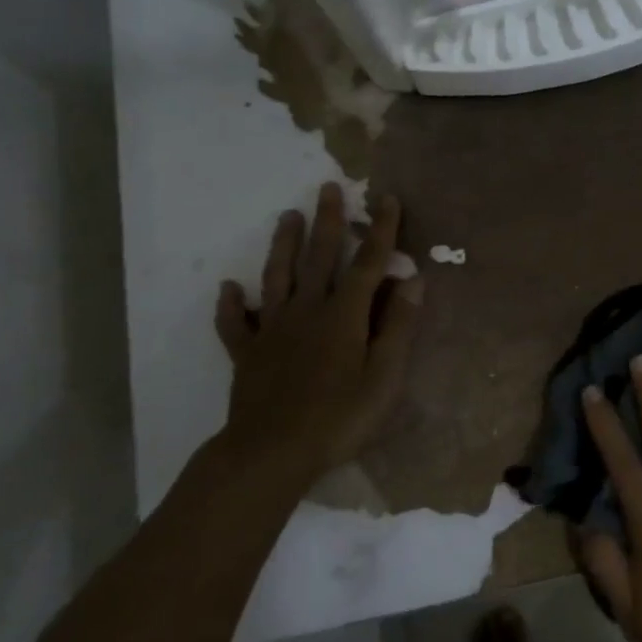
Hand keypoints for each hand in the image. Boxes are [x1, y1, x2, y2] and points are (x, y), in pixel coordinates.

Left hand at [212, 182, 422, 488]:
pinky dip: (231, 304)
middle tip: (327, 187)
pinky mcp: (247, 353)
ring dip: (283, 245)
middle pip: (318, 258)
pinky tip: (228, 288)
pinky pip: (236, 323)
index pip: (367, 263)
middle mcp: (307, 311)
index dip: (379, 231)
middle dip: (326, 221)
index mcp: (344, 316)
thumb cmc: (338, 418)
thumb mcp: (384, 378)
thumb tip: (413, 280)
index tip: (386, 199)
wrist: (271, 453)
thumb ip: (398, 327)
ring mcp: (273, 330)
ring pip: (277, 278)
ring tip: (286, 216)